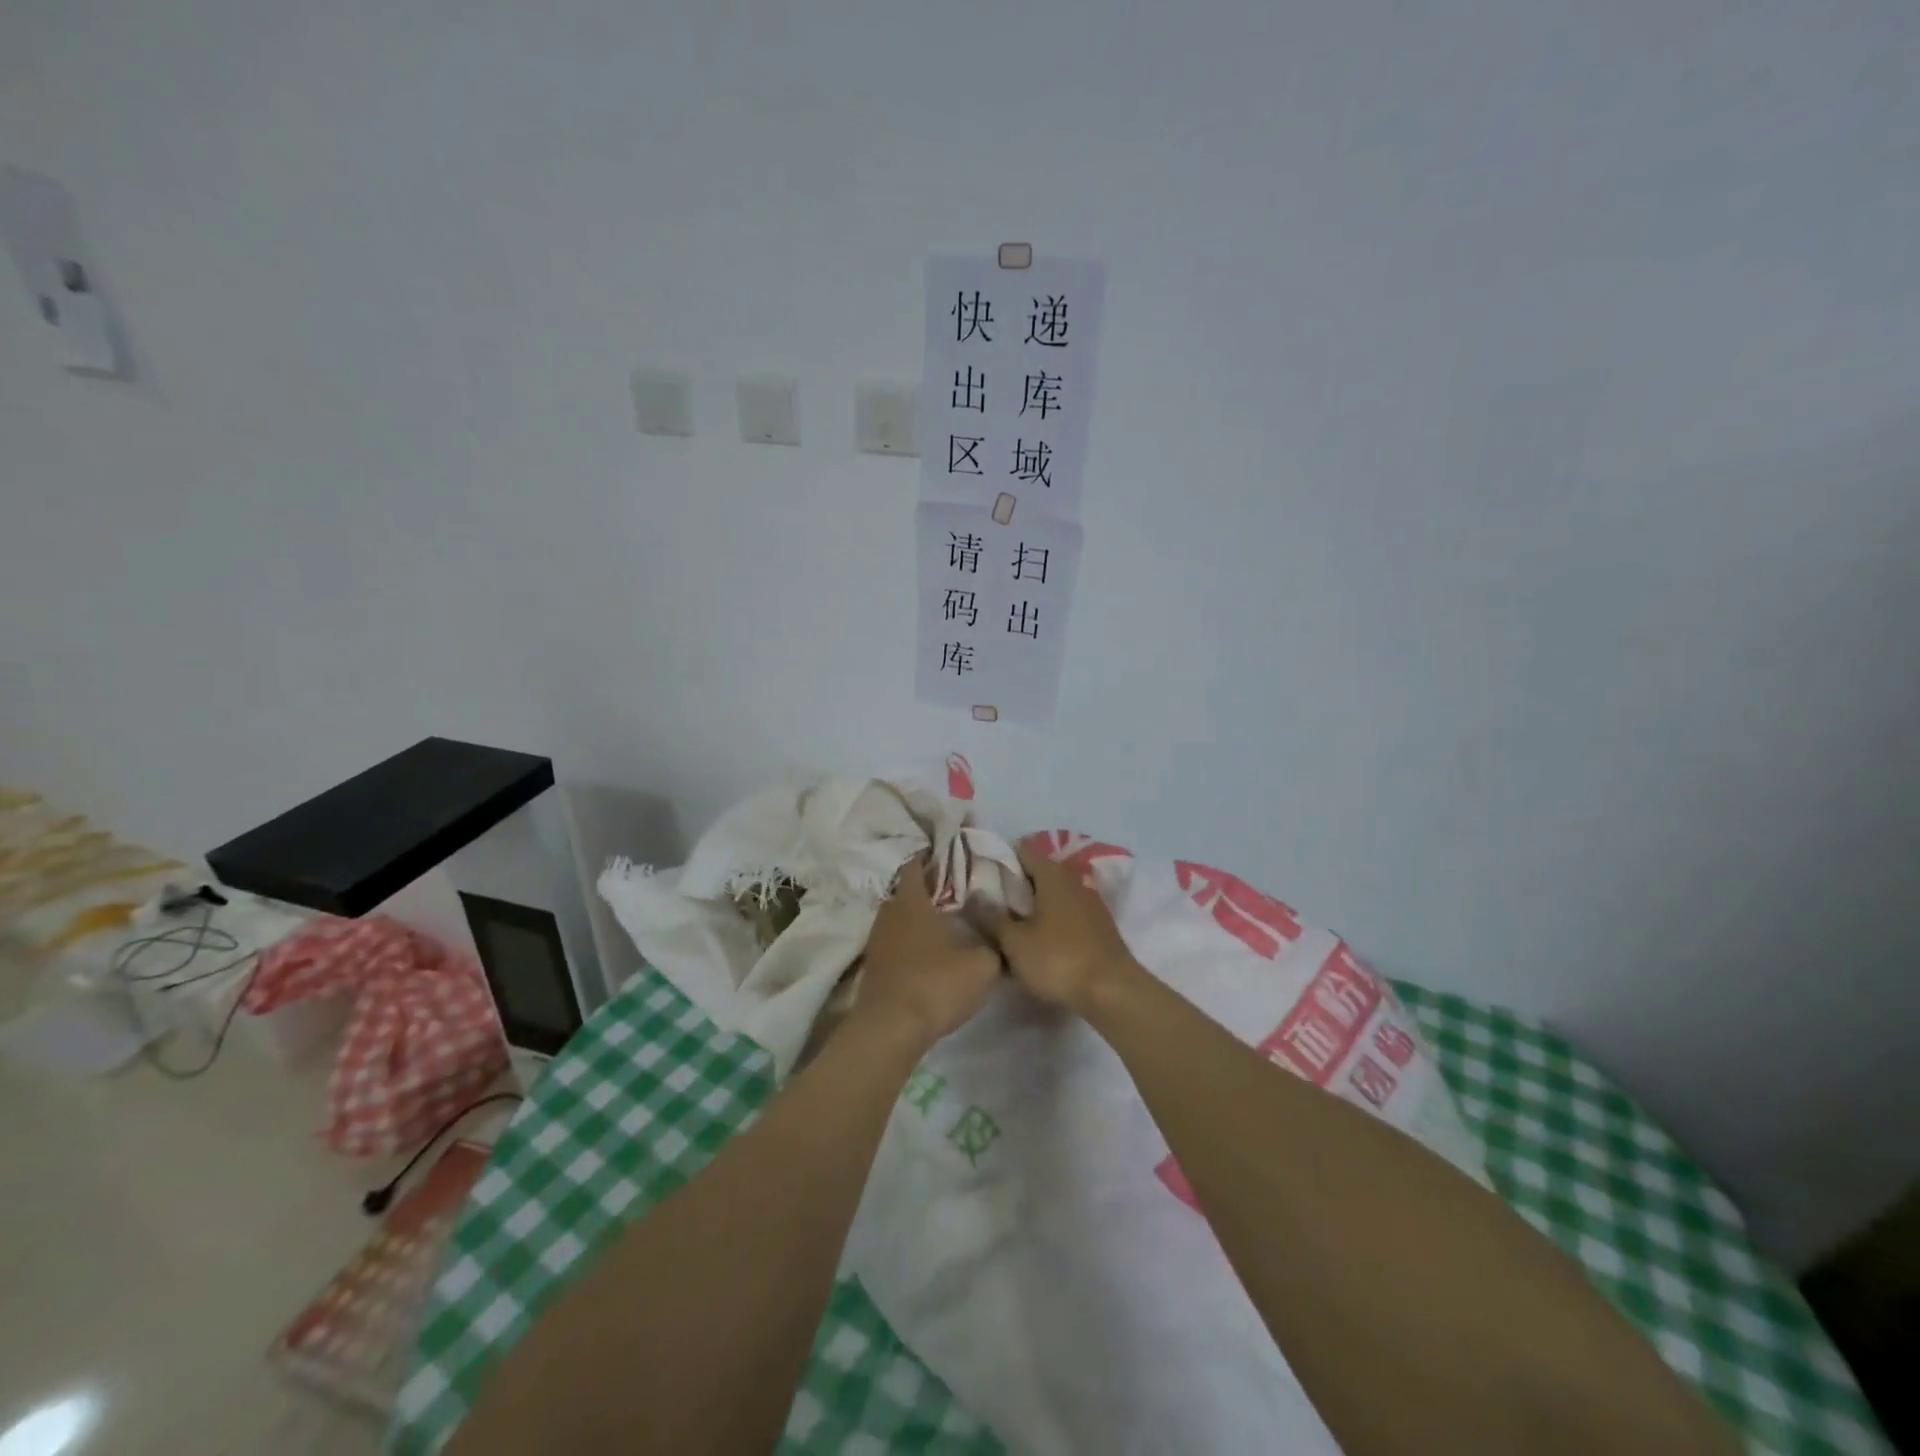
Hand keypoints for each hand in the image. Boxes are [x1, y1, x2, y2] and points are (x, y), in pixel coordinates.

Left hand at [856, 854, 1001, 1049]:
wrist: (890, 1030)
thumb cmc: (936, 985)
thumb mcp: (983, 965)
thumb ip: (994, 945)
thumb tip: (1002, 937)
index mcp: (912, 901)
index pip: (916, 864)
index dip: (932, 857)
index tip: (952, 856)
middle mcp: (889, 913)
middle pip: (908, 890)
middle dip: (930, 888)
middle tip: (958, 891)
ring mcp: (877, 940)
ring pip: (900, 917)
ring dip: (919, 917)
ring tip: (947, 922)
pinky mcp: (874, 966)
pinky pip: (895, 941)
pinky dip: (911, 941)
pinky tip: (930, 953)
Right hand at [983, 841, 1143, 1015]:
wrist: (1113, 991)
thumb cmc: (1058, 960)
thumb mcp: (1015, 942)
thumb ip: (993, 917)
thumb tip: (977, 897)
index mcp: (1052, 876)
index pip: (1024, 851)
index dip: (1002, 858)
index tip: (983, 872)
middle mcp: (1074, 881)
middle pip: (1040, 872)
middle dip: (1018, 884)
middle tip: (993, 902)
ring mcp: (1091, 903)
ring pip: (1056, 894)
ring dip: (1036, 904)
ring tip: (1014, 923)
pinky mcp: (1100, 926)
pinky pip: (1069, 913)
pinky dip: (1053, 919)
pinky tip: (1042, 940)